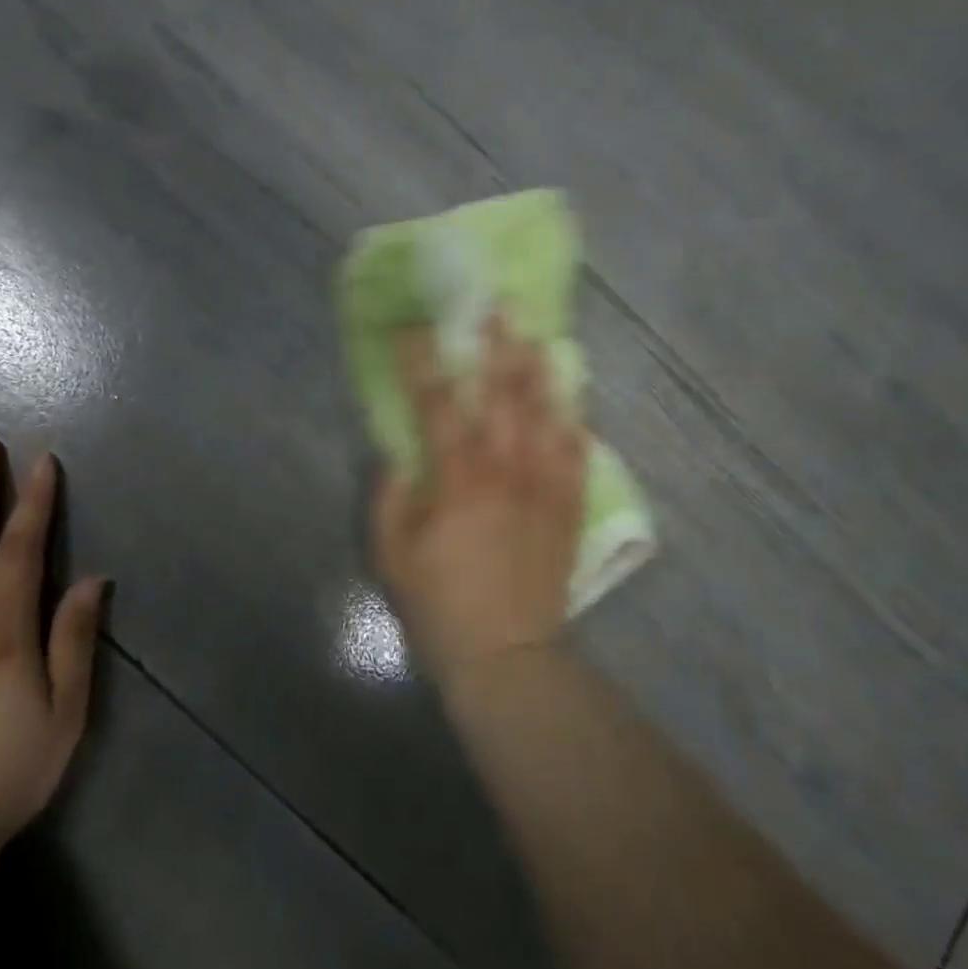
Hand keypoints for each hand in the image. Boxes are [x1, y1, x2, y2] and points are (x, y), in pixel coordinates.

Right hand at [372, 316, 587, 681]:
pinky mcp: (568, 510)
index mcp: (458, 478)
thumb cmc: (440, 606)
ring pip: (547, 417)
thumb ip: (390, 497)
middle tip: (498, 309)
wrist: (508, 659)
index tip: (413, 330)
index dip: (423, 362)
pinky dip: (574, 426)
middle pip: (504, 396)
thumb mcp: (391, 554)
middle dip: (498, 347)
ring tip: (537, 338)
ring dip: (540, 373)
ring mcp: (544, 488)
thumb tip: (398, 456)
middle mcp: (506, 471)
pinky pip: (577, 457)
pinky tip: (572, 404)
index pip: (438, 404)